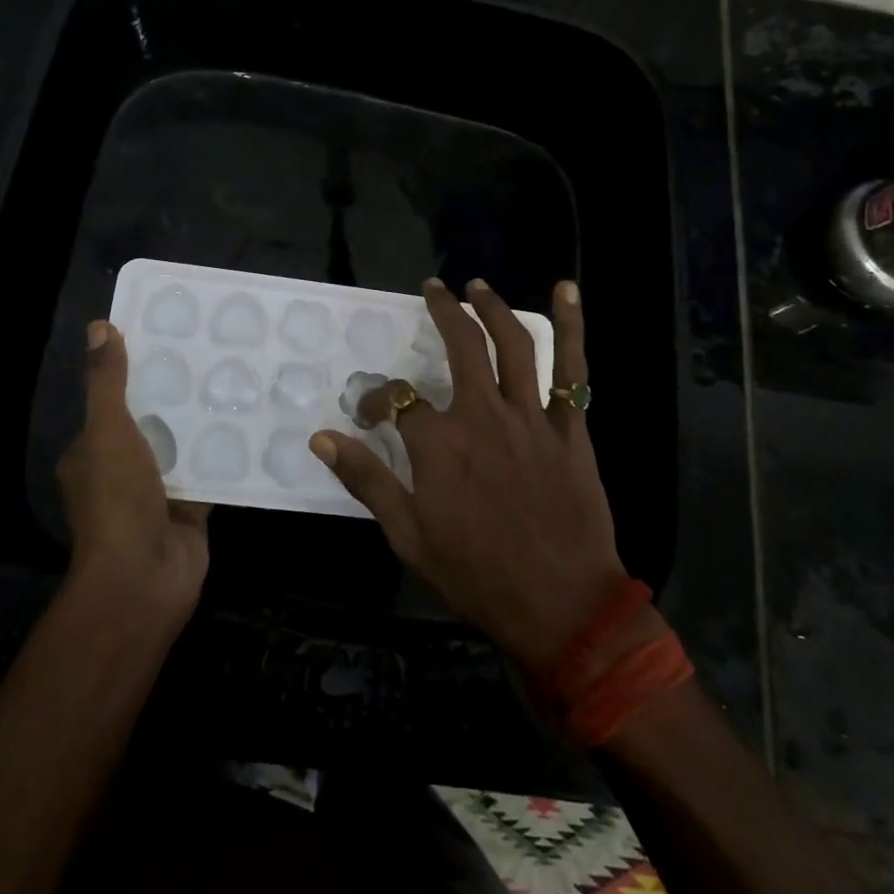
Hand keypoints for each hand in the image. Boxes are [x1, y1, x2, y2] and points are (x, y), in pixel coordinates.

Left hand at [57, 321, 209, 624]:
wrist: (144, 576)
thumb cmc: (117, 499)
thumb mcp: (107, 431)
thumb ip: (108, 383)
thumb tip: (100, 327)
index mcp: (92, 452)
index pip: (113, 403)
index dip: (136, 373)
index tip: (169, 340)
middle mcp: (122, 471)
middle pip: (152, 423)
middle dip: (178, 396)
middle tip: (214, 356)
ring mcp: (157, 493)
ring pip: (183, 447)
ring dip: (204, 423)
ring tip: (239, 381)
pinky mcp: (191, 508)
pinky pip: (210, 473)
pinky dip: (226, 454)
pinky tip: (254, 425)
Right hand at [309, 278, 625, 672]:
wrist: (561, 607)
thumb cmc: (478, 576)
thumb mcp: (409, 536)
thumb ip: (366, 480)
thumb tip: (321, 437)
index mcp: (440, 444)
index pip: (396, 399)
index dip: (377, 400)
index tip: (369, 415)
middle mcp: (483, 416)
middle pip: (460, 347)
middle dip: (443, 311)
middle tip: (434, 289)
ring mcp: (531, 418)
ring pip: (513, 346)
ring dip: (493, 308)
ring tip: (477, 286)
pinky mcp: (569, 428)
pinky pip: (573, 370)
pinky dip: (572, 327)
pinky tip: (566, 291)